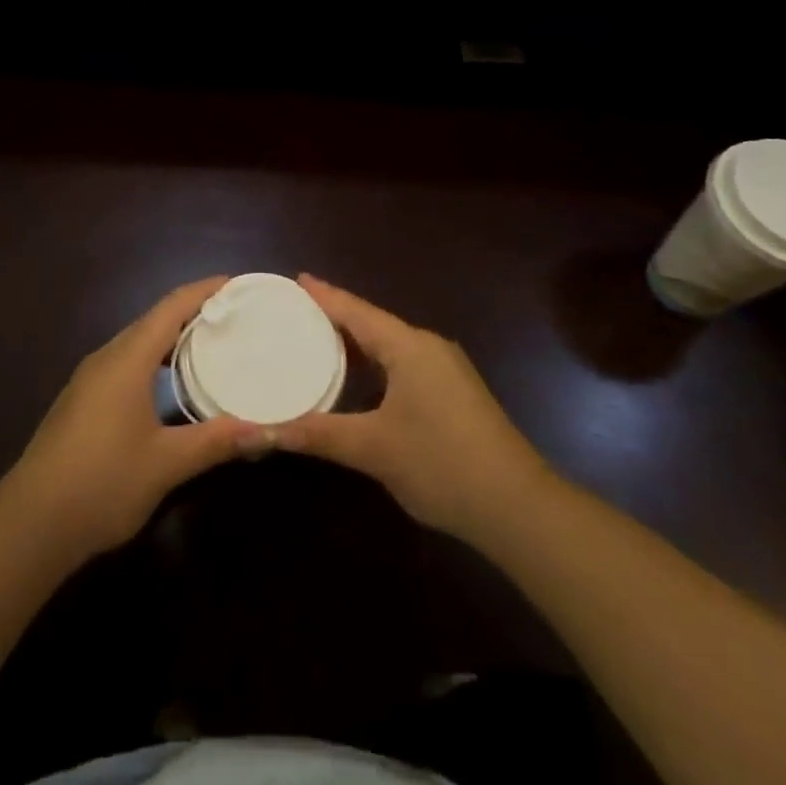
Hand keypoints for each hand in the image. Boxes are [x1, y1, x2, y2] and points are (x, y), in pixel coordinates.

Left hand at [0, 278, 265, 563]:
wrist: (30, 524)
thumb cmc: (102, 483)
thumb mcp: (166, 464)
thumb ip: (215, 442)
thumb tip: (266, 431)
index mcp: (127, 359)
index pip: (171, 308)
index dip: (204, 291)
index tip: (237, 284)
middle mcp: (107, 358)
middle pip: (154, 320)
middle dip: (193, 312)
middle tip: (234, 317)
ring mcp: (90, 380)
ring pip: (138, 342)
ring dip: (173, 337)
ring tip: (212, 344)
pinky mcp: (82, 401)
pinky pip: (127, 362)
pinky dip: (156, 359)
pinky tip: (172, 384)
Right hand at [276, 275, 550, 546]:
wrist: (517, 507)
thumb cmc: (441, 463)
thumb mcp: (374, 449)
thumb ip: (320, 434)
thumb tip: (268, 430)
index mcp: (409, 347)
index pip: (357, 311)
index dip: (325, 295)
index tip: (298, 278)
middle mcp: (428, 348)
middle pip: (374, 323)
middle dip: (337, 316)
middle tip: (298, 311)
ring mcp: (446, 370)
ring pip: (391, 345)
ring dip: (358, 342)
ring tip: (320, 339)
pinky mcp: (455, 393)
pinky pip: (404, 364)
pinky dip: (376, 363)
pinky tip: (361, 378)